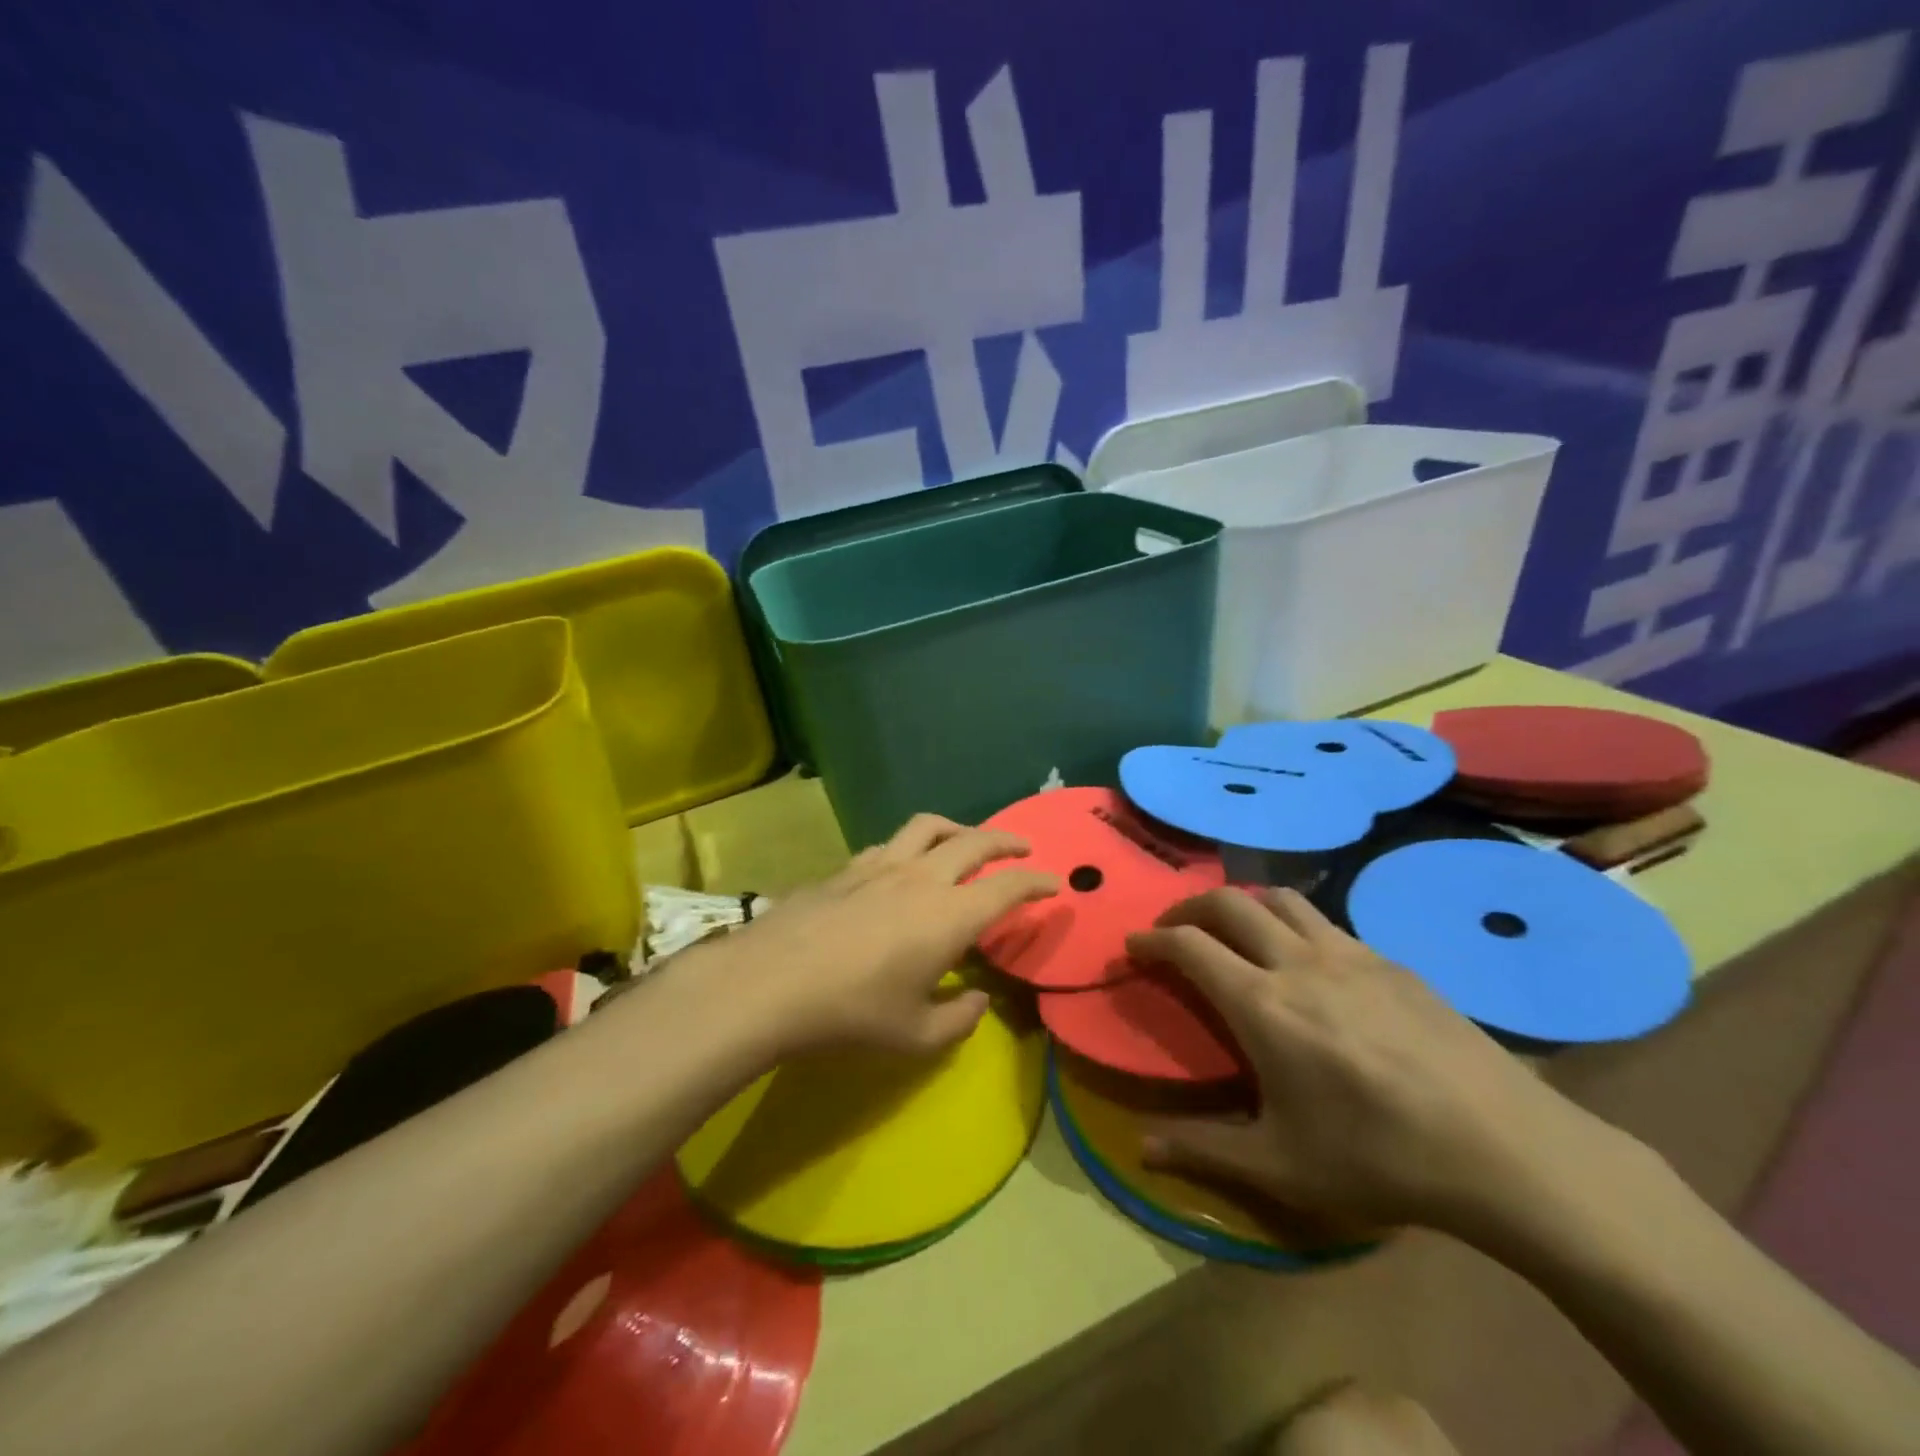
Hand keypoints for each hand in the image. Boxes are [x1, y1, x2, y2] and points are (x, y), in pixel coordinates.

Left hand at [700, 814, 1058, 1056]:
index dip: (1036, 882)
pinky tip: (902, 865)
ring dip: (958, 828)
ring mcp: (881, 865)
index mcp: (950, 915)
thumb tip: (977, 999)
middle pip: (974, 842)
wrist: (771, 982)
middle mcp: (922, 877)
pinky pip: (890, 843)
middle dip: (1005, 841)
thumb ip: (959, 1019)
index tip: (1054, 884)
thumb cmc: (852, 1014)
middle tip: (1022, 847)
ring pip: (929, 827)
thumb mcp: (915, 1035)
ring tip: (965, 839)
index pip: (1008, 887)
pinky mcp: (847, 867)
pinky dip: (911, 845)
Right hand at [1126, 887, 1620, 1237]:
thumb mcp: (1281, 1166)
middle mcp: (1298, 962)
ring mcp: (1351, 954)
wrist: (1506, 1150)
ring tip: (1234, 930)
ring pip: (1281, 899)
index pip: (1189, 945)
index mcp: (1262, 1004)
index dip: (1152, 939)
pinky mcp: (1392, 962)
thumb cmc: (1379, 1158)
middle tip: (1174, 928)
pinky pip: (1327, 923)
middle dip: (1189, 906)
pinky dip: (1294, 925)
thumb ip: (1203, 1149)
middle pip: (1229, 902)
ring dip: (1244, 904)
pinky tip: (1309, 963)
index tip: (1133, 946)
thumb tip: (1140, 1148)